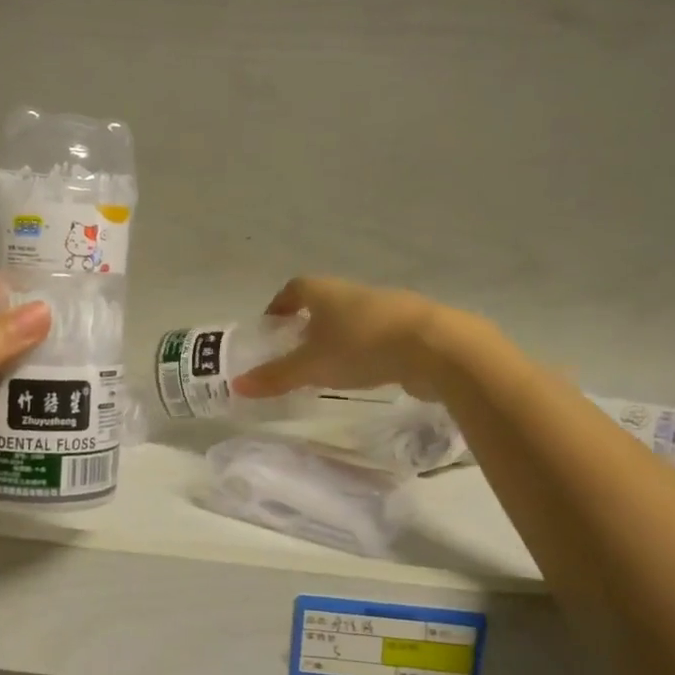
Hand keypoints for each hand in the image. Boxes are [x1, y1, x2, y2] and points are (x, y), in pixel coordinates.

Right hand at [230, 276, 480, 402]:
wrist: (437, 348)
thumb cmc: (362, 347)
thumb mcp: (312, 366)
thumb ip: (276, 376)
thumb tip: (237, 385)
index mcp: (326, 292)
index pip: (295, 288)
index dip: (280, 304)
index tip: (272, 326)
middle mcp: (354, 293)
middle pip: (324, 303)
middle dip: (309, 324)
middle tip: (297, 351)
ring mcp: (388, 308)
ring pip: (353, 319)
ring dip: (340, 338)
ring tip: (331, 367)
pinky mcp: (413, 328)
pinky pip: (379, 336)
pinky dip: (367, 351)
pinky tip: (367, 373)